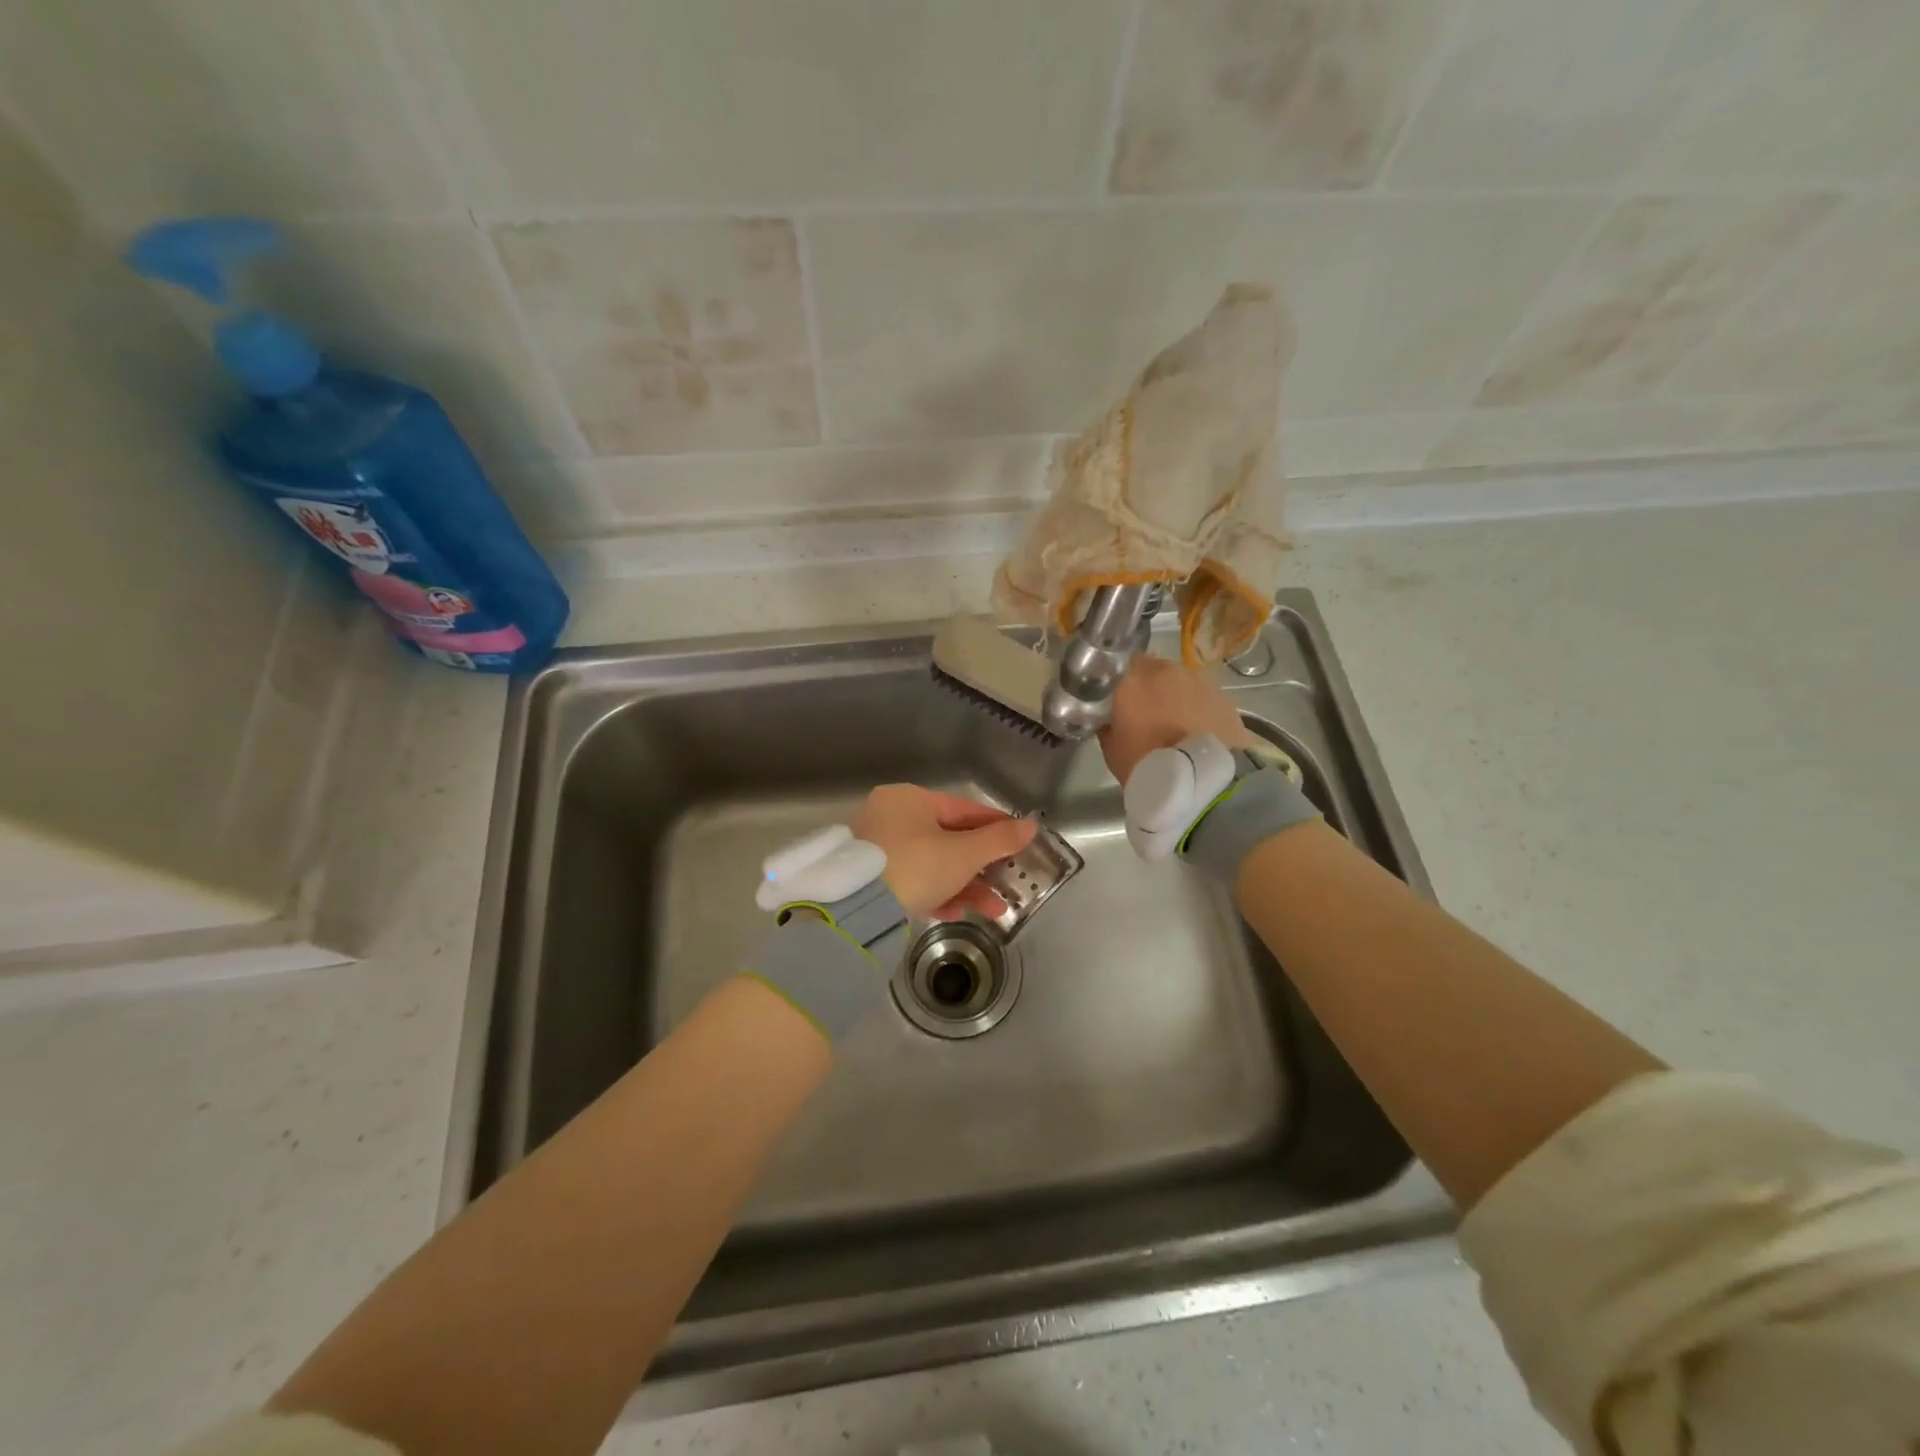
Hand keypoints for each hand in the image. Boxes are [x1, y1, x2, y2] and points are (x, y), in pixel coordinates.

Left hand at [852, 785, 1037, 920]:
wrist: (857, 908)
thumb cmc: (916, 867)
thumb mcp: (963, 854)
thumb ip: (999, 840)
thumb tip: (1030, 825)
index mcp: (910, 799)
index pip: (963, 809)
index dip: (995, 825)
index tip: (1020, 840)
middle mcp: (891, 817)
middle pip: (948, 840)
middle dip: (981, 867)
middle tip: (1008, 884)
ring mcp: (879, 848)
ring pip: (932, 864)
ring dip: (964, 887)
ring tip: (993, 910)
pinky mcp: (872, 878)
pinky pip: (913, 881)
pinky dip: (936, 895)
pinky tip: (956, 914)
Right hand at [1099, 655, 1259, 785]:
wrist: (1202, 781)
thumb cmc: (1146, 765)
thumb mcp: (1111, 749)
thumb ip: (1108, 725)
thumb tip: (1110, 719)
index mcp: (1131, 680)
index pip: (1118, 665)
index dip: (1118, 680)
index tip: (1116, 697)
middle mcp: (1164, 671)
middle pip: (1152, 669)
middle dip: (1148, 686)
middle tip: (1146, 712)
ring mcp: (1197, 680)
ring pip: (1180, 680)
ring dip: (1175, 695)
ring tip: (1175, 723)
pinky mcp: (1223, 695)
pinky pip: (1203, 695)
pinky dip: (1198, 707)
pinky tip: (1197, 729)